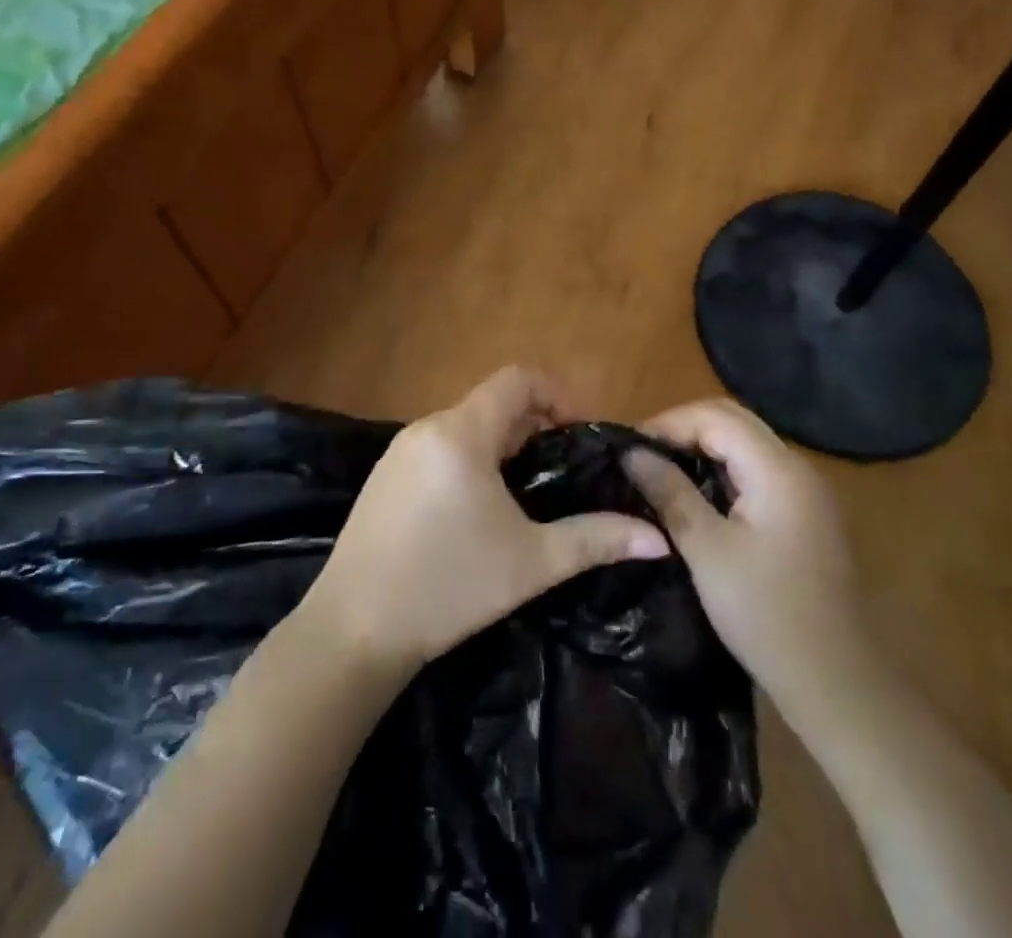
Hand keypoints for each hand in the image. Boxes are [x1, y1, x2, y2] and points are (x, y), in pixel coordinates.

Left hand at [301, 367, 669, 683]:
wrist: (352, 631)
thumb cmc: (449, 588)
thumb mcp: (531, 562)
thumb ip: (597, 539)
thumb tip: (659, 540)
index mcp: (462, 433)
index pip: (517, 379)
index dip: (558, 394)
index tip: (581, 434)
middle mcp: (428, 428)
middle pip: (493, 402)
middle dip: (534, 426)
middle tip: (561, 470)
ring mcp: (399, 452)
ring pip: (466, 426)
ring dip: (502, 444)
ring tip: (526, 492)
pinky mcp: (384, 476)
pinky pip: (440, 447)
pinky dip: (470, 459)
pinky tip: (477, 510)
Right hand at [624, 400, 870, 733]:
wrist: (836, 681)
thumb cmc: (765, 613)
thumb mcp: (707, 550)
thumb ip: (670, 491)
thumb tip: (632, 452)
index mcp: (777, 469)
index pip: (715, 417)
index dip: (669, 423)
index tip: (630, 446)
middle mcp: (796, 467)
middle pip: (733, 420)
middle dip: (684, 427)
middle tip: (642, 452)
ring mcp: (805, 490)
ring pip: (746, 443)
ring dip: (703, 445)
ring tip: (661, 466)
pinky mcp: (804, 512)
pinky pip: (757, 470)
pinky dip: (723, 468)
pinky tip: (696, 491)